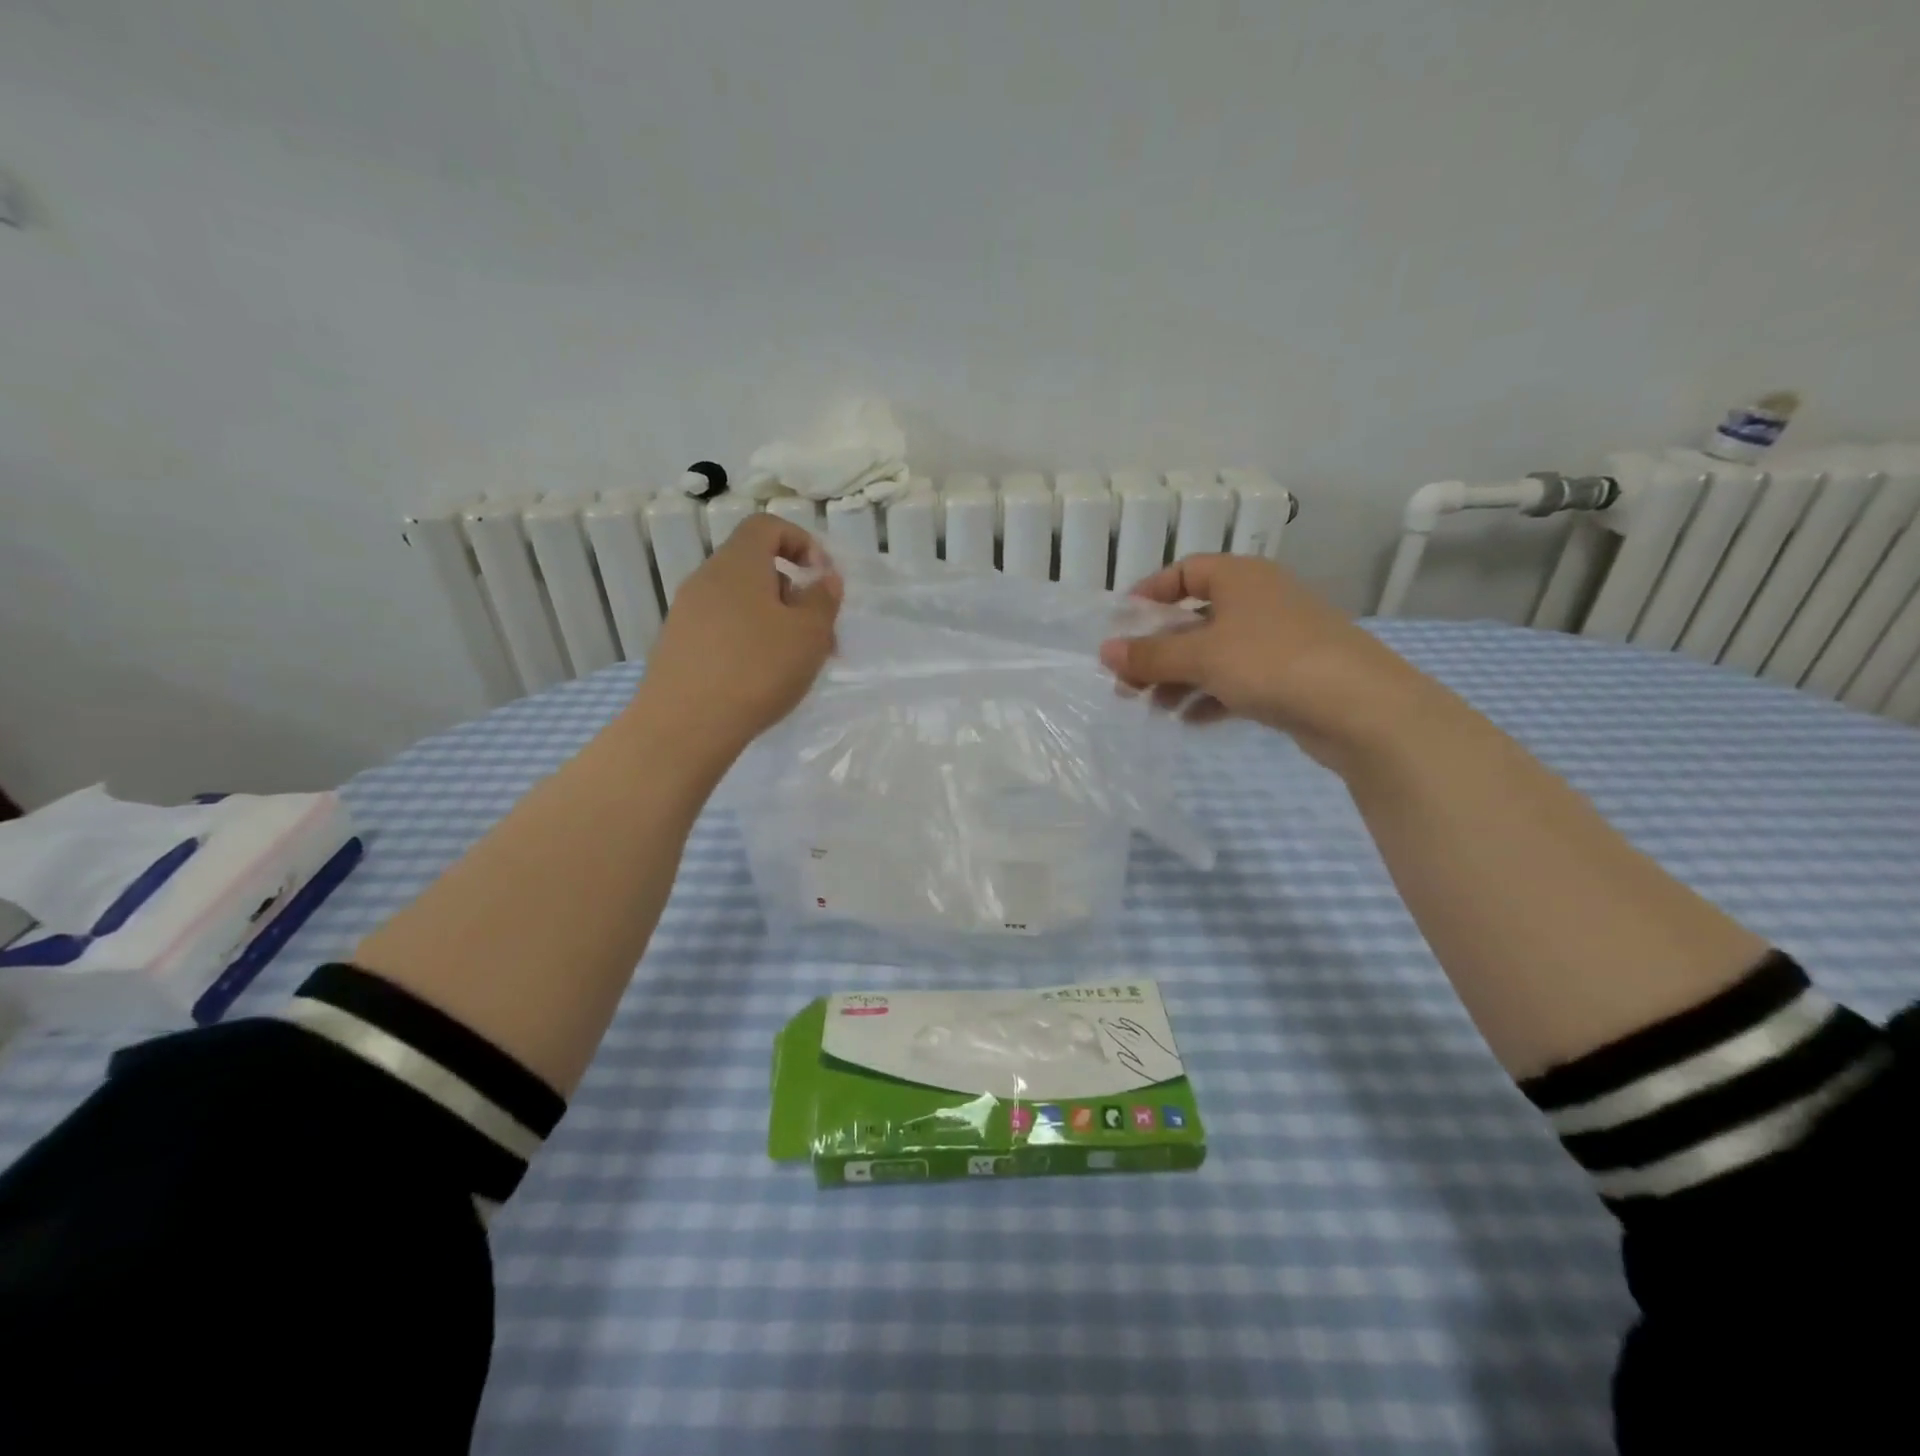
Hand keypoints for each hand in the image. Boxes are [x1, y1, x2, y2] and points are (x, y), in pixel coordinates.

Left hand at [638, 514, 841, 756]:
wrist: (684, 726)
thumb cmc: (756, 670)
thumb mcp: (809, 634)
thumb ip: (822, 600)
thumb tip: (823, 580)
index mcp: (738, 564)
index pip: (767, 527)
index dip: (801, 542)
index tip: (822, 578)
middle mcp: (706, 579)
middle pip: (756, 568)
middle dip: (793, 594)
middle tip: (819, 633)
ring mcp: (686, 614)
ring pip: (741, 603)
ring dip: (774, 623)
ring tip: (795, 663)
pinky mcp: (678, 647)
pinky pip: (723, 630)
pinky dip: (749, 642)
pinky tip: (761, 680)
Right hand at [1098, 555, 1426, 767]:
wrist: (1360, 708)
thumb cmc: (1271, 662)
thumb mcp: (1201, 656)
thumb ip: (1150, 655)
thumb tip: (1105, 651)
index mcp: (1240, 578)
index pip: (1186, 572)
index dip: (1150, 594)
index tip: (1122, 625)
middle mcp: (1259, 601)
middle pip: (1195, 618)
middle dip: (1158, 651)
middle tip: (1126, 681)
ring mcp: (1277, 639)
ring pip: (1214, 654)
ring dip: (1179, 679)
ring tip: (1151, 708)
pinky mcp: (1289, 676)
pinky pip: (1237, 680)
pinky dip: (1210, 697)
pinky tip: (1189, 720)